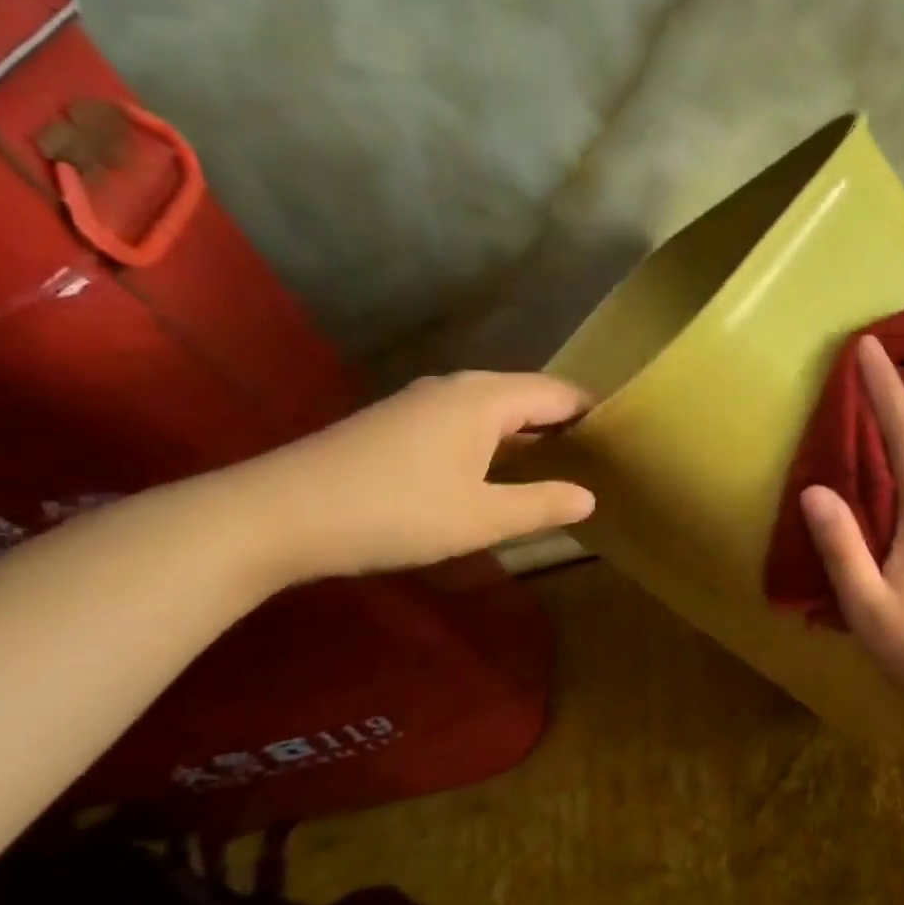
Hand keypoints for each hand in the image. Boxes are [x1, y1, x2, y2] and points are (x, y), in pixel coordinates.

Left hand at [228, 371, 595, 583]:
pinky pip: (465, 419)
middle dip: (564, 422)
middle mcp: (458, 387)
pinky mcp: (397, 421)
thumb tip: (589, 497)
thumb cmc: (396, 511)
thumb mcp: (482, 517)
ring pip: (494, 407)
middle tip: (599, 457)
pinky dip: (494, 438)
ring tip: (557, 464)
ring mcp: (421, 401)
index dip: (594, 413)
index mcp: (486, 399)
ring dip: (527, 431)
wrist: (279, 513)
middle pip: (528, 394)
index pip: (559, 393)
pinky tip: (495, 471)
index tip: (624, 439)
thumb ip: (542, 505)